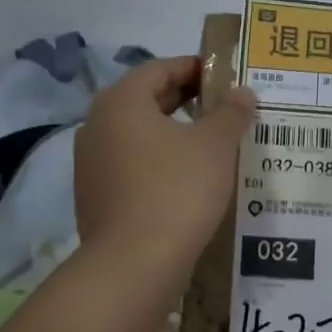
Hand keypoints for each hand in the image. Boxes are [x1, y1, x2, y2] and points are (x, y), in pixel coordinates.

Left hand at [75, 57, 256, 274]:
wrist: (134, 264)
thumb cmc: (177, 191)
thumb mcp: (216, 146)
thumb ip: (231, 112)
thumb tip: (242, 92)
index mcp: (121, 101)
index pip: (159, 68)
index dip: (194, 67)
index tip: (224, 76)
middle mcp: (97, 125)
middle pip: (145, 100)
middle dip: (184, 100)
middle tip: (222, 108)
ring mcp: (89, 163)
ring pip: (137, 135)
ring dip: (171, 133)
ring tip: (209, 144)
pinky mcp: (93, 196)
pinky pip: (130, 165)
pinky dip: (156, 162)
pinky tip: (185, 179)